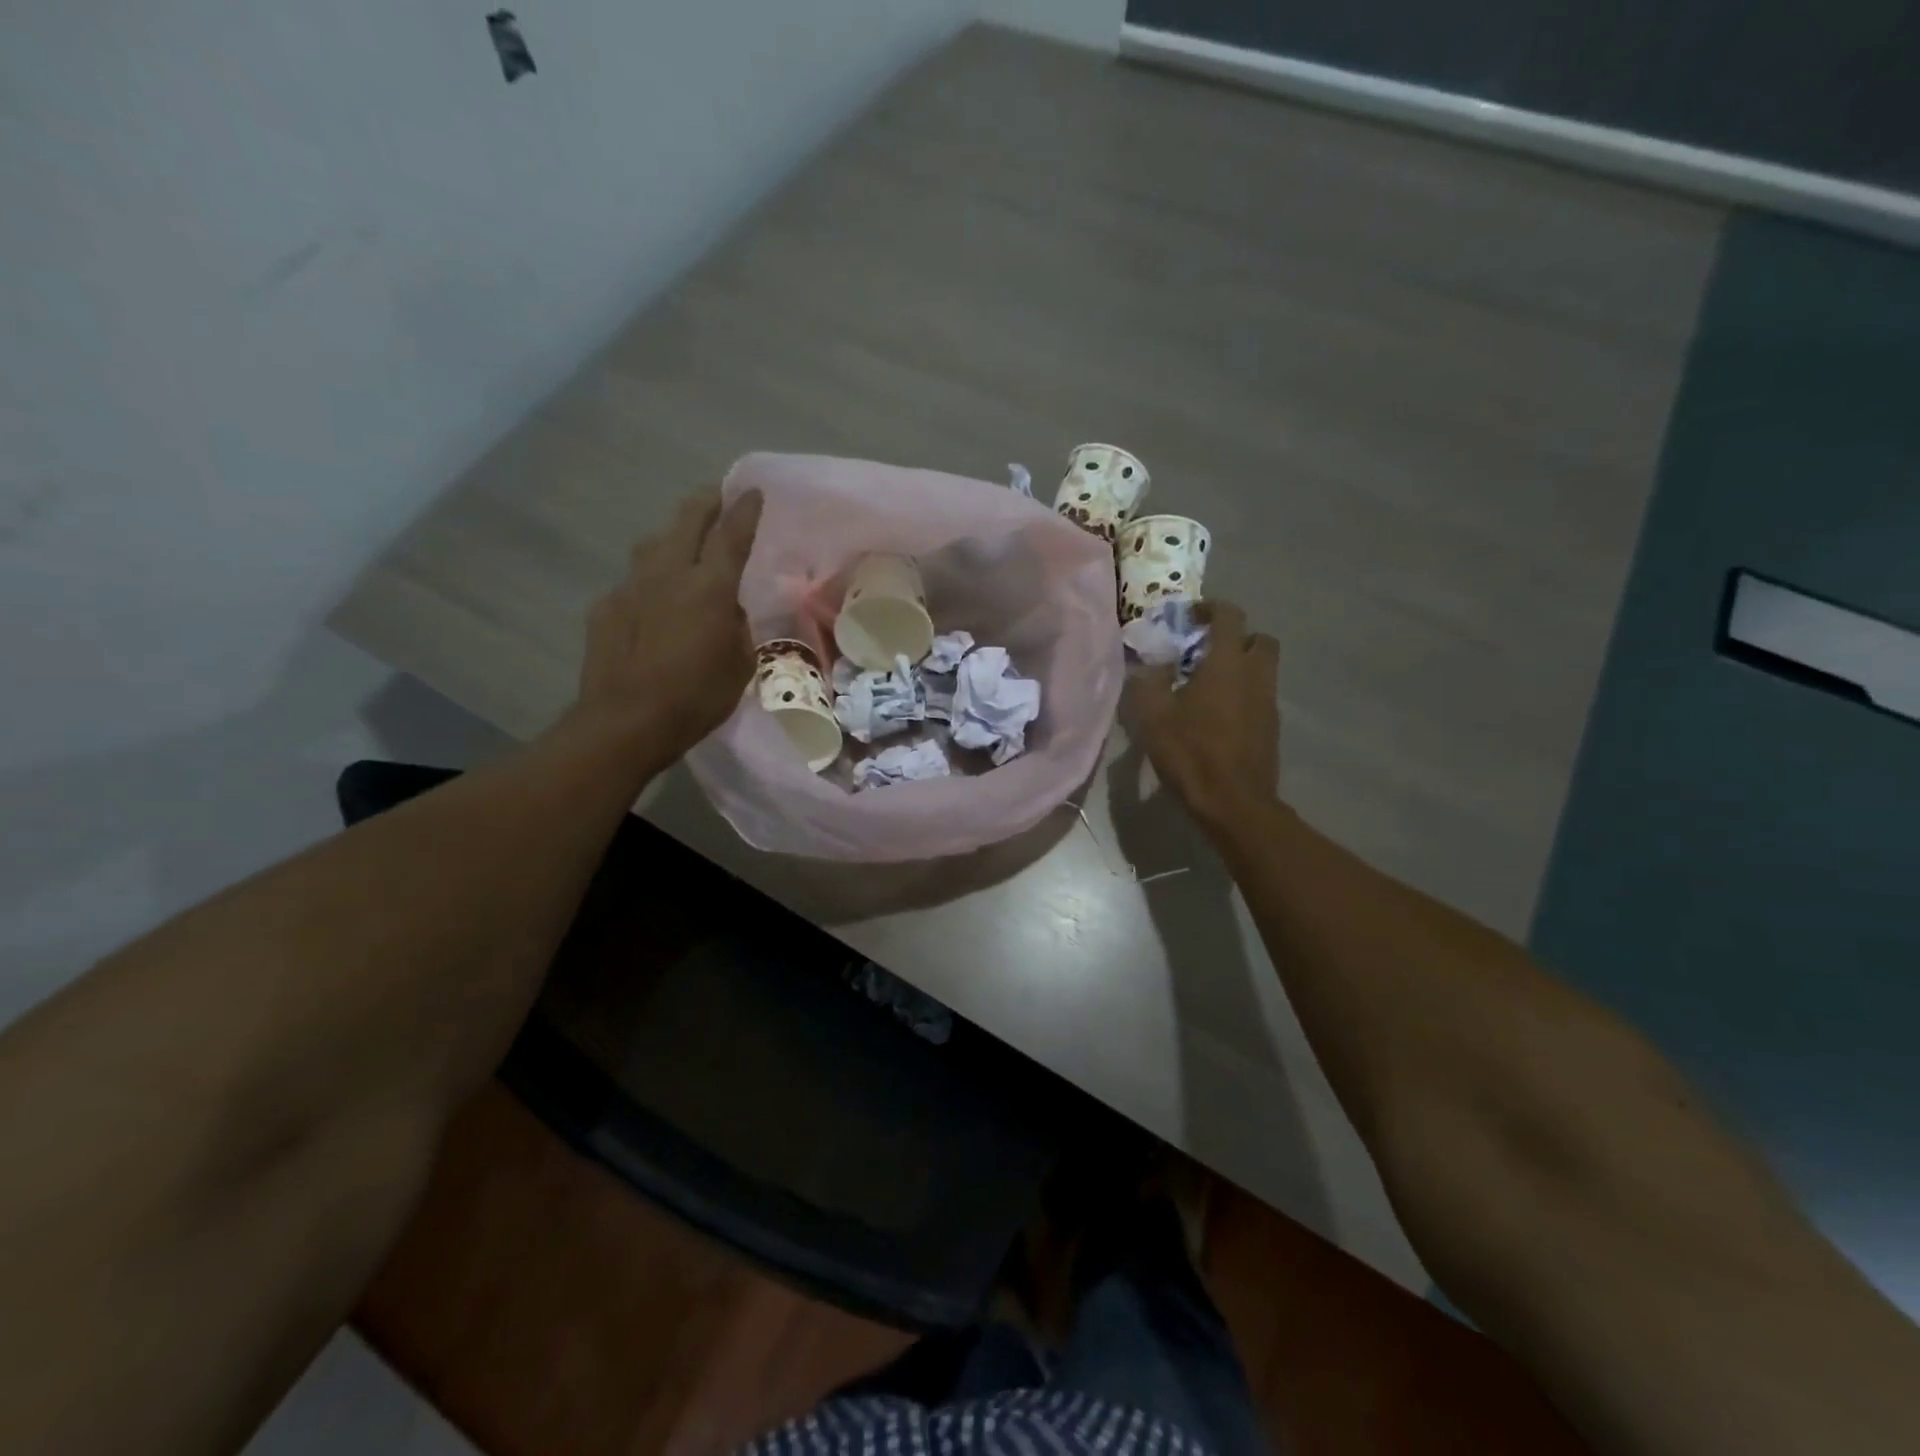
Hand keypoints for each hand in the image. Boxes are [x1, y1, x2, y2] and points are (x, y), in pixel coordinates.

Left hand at [571, 487, 764, 761]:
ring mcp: (631, 585)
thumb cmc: (696, 697)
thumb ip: (737, 627)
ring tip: (684, 543)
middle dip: (705, 502)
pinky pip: (634, 581)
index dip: (745, 510)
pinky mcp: (606, 605)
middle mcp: (669, 574)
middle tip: (717, 496)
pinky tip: (653, 603)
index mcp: (710, 588)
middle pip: (687, 520)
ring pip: (655, 543)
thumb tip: (727, 610)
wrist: (625, 721)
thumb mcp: (739, 664)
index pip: (732, 535)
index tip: (753, 491)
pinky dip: (650, 582)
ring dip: (673, 536)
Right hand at [1124, 601, 1281, 835]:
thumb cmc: (1192, 754)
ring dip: (1240, 666)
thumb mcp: (1154, 717)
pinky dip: (1243, 693)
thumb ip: (1148, 683)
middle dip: (1235, 637)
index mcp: (1227, 664)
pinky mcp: (1271, 727)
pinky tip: (1217, 715)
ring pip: (1263, 668)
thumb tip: (1150, 667)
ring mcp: (1268, 702)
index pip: (1229, 616)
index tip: (1190, 616)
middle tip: (1205, 651)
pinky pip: (1260, 695)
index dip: (1210, 608)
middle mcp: (1255, 675)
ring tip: (1208, 684)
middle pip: (1258, 639)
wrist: (1234, 803)